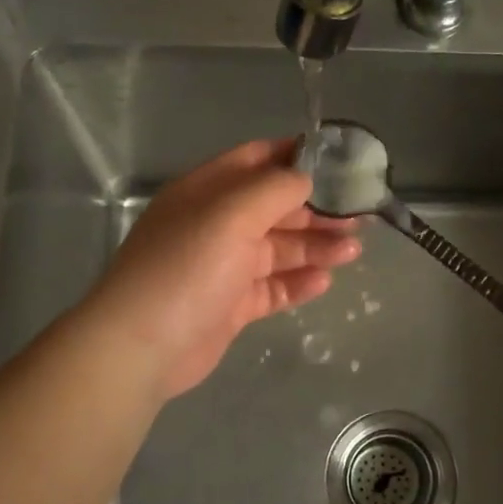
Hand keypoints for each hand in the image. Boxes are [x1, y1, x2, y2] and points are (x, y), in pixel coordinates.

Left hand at [86, 140, 360, 397]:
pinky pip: (272, 287)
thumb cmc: (186, 268)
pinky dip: (298, 282)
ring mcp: (223, 267)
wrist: (142, 346)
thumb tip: (306, 176)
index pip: (257, 160)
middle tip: (360, 216)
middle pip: (275, 208)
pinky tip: (324, 282)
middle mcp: (216, 224)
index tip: (341, 162)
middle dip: (317, 209)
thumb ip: (274, 188)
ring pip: (278, 249)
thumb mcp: (231, 214)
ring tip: (353, 250)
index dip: (297, 157)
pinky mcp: (231, 305)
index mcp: (207, 191)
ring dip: (315, 247)